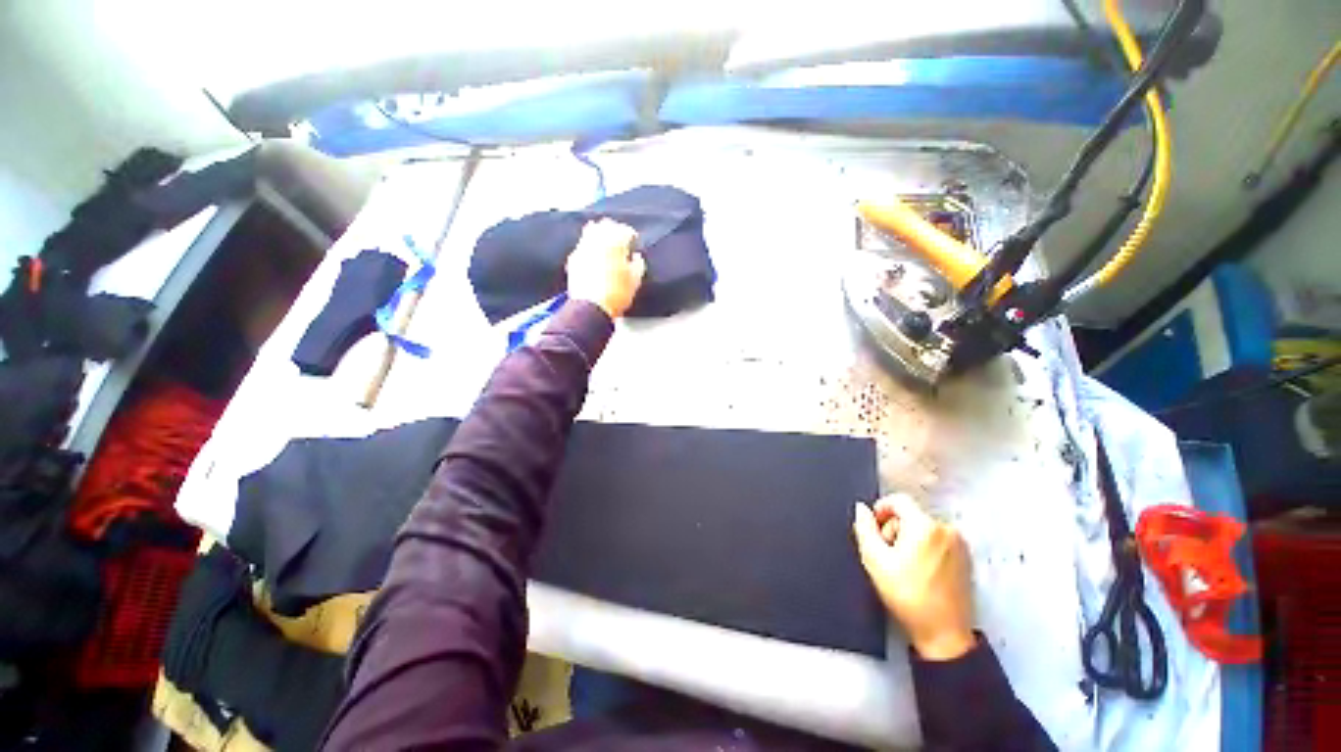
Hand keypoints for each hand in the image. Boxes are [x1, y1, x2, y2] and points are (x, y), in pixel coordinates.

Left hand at [566, 219, 645, 318]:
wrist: (591, 307)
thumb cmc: (617, 294)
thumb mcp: (635, 280)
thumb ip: (638, 264)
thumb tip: (636, 257)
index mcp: (615, 242)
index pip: (625, 230)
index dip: (631, 235)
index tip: (634, 242)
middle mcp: (596, 240)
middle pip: (605, 225)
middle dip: (614, 230)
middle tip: (620, 240)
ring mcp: (582, 248)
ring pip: (590, 232)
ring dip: (600, 236)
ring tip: (606, 246)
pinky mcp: (573, 259)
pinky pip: (582, 246)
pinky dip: (589, 248)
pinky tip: (594, 257)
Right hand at [853, 494, 975, 660]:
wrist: (944, 633)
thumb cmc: (907, 595)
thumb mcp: (874, 560)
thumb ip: (864, 528)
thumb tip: (861, 509)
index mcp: (924, 526)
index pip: (898, 500)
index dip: (880, 509)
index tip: (874, 529)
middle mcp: (946, 529)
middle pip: (911, 515)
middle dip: (894, 529)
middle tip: (886, 553)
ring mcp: (959, 544)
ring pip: (924, 528)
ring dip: (909, 539)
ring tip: (902, 565)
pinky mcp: (966, 558)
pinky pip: (938, 541)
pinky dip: (925, 548)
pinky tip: (919, 571)